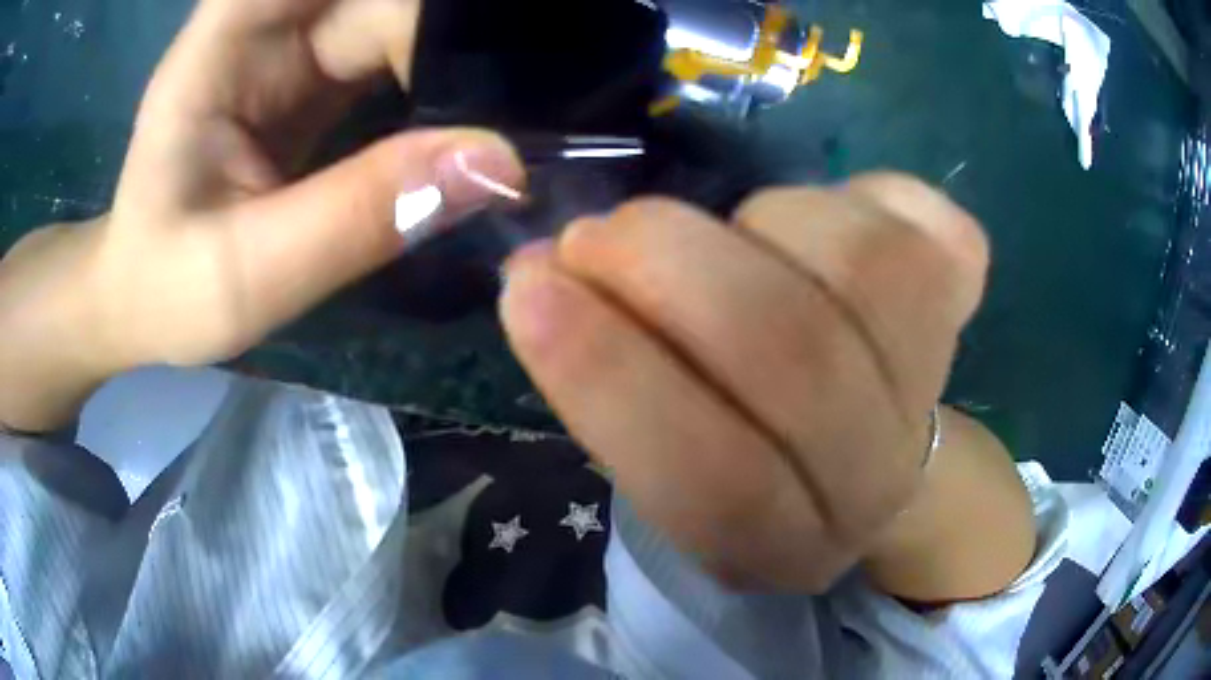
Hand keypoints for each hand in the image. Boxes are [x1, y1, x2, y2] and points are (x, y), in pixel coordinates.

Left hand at [0, 0, 523, 430]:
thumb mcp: (253, 274)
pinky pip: (393, 50)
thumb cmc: (170, 290)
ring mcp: (292, 48)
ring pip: (393, 17)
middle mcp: (263, 26)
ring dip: (454, 52)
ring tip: (509, 107)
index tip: (479, 64)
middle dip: (449, 30)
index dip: (410, 8)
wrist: (143, 299)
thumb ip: (361, 216)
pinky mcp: (314, 77)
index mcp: (222, 44)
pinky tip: (471, 114)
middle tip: (521, 93)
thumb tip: (497, 163)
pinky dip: (438, 75)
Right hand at [501, 176, 998, 592]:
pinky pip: (926, 220)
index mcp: (781, 543)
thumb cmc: (748, 456)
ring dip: (755, 223)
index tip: (527, 284)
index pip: (707, 480)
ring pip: (859, 262)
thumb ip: (604, 382)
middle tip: (599, 234)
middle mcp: (872, 480)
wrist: (873, 454)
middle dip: (666, 263)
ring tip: (724, 237)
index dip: (606, 373)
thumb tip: (542, 272)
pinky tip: (823, 221)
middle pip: (792, 351)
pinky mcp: (964, 301)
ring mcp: (936, 386)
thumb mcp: (663, 461)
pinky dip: (859, 194)